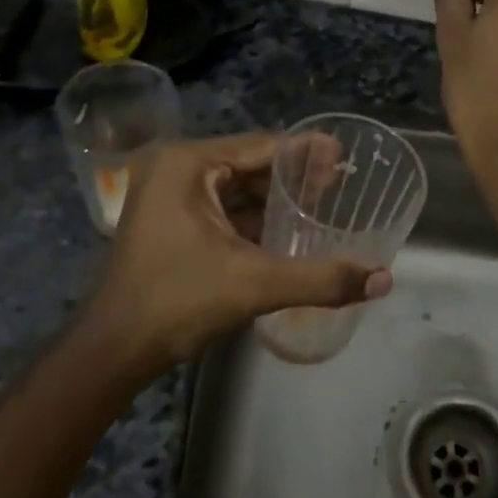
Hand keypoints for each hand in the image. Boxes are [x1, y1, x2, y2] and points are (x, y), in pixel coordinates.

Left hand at [85, 133, 391, 372]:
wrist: (114, 350)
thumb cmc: (177, 302)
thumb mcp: (254, 284)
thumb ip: (321, 278)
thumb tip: (383, 280)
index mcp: (188, 164)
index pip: (262, 147)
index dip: (306, 152)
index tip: (344, 157)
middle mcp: (176, 167)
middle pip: (249, 163)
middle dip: (293, 176)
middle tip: (338, 185)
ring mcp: (168, 193)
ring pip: (236, 186)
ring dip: (274, 198)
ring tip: (320, 206)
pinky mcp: (169, 219)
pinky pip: (221, 206)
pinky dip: (252, 216)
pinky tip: (285, 230)